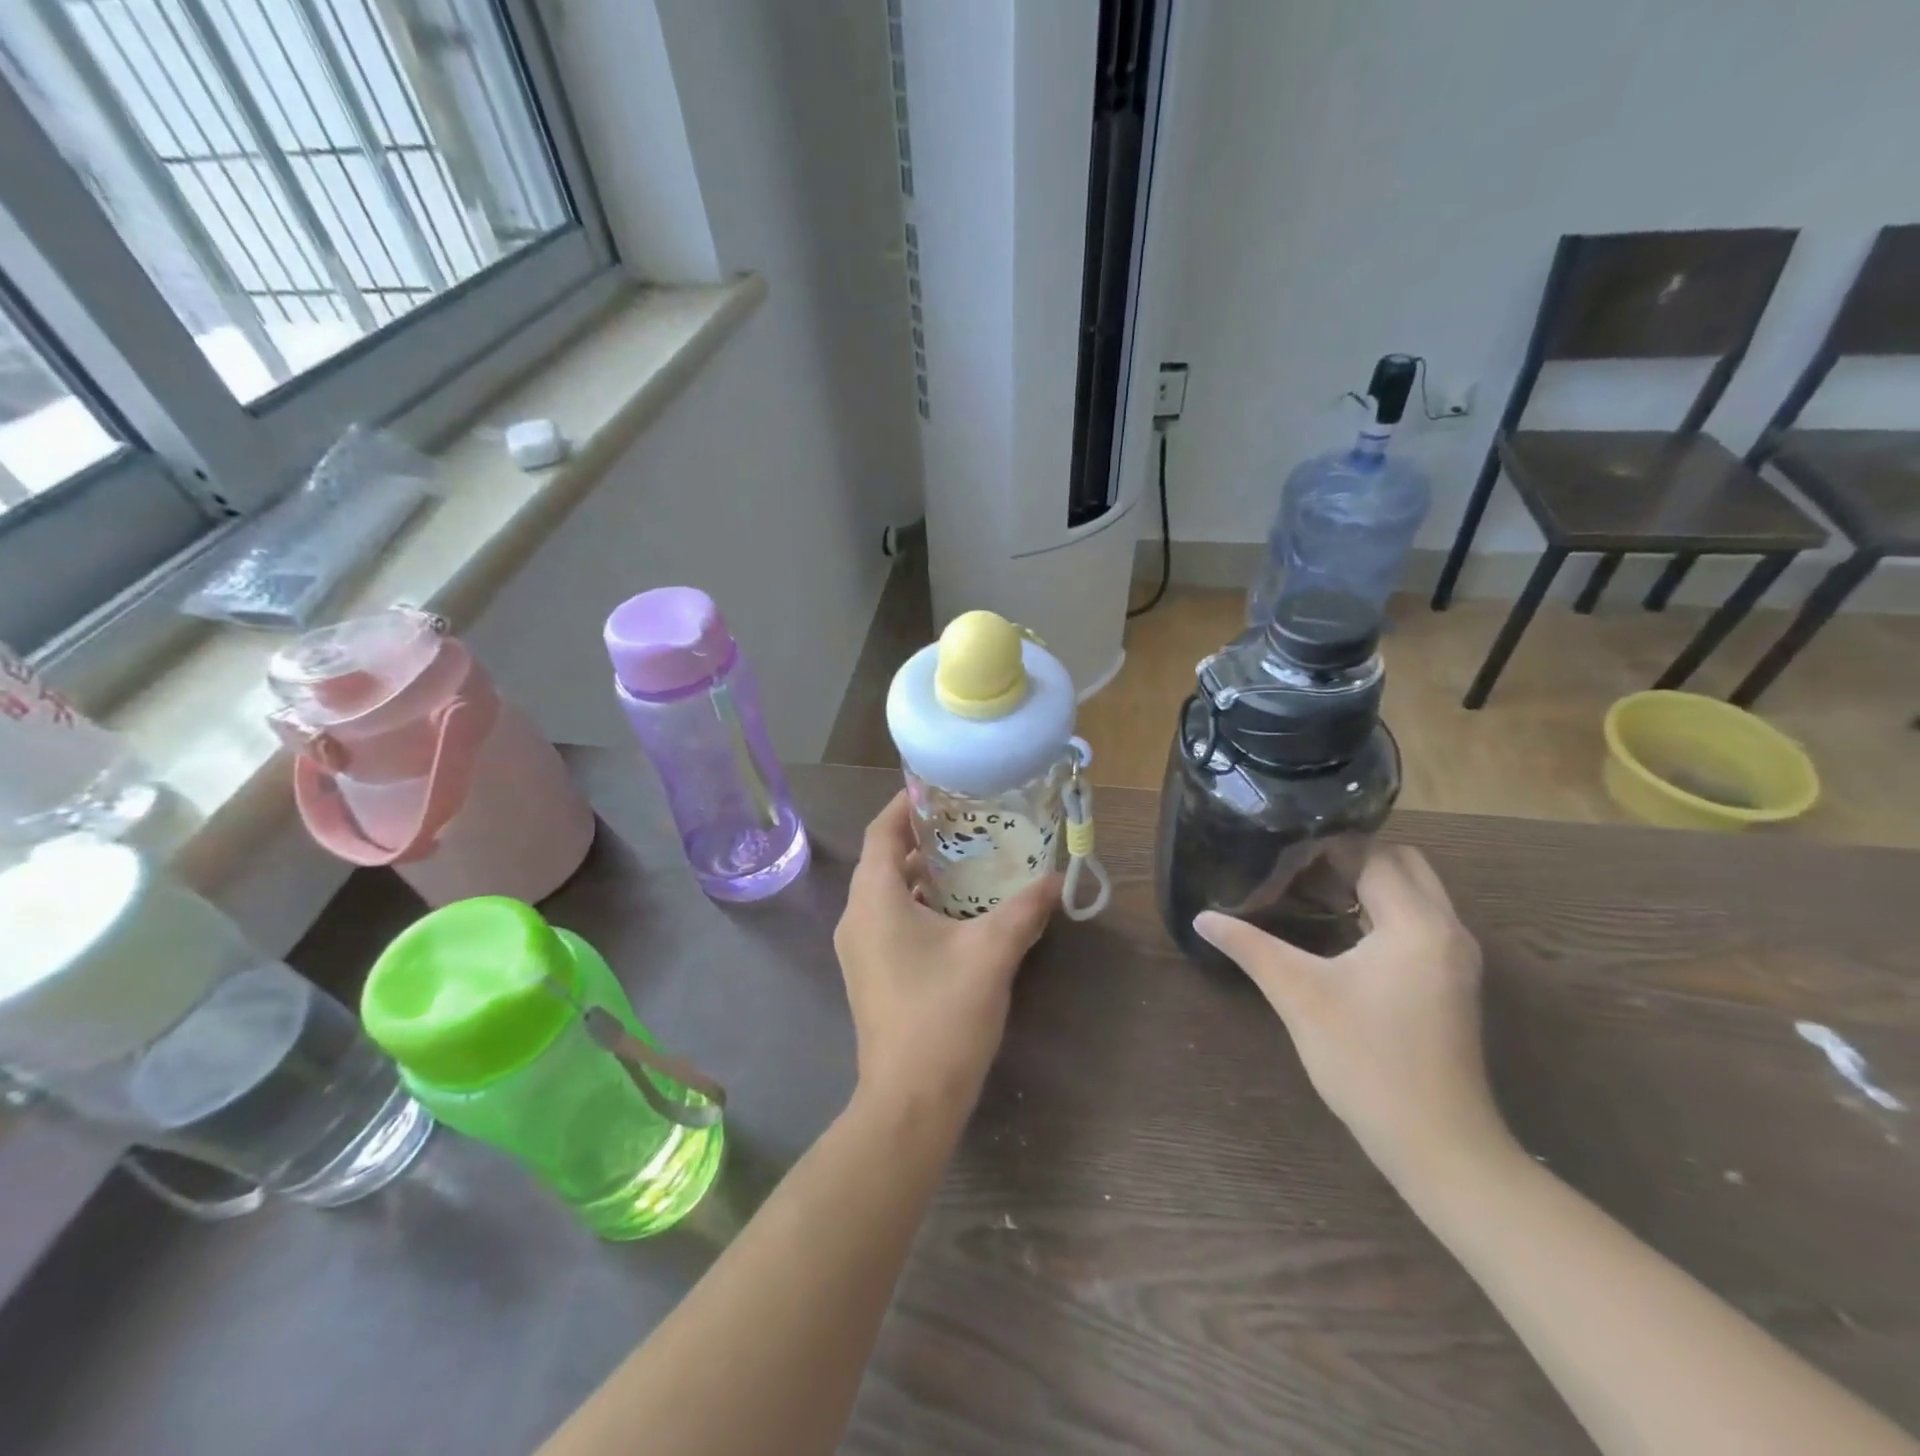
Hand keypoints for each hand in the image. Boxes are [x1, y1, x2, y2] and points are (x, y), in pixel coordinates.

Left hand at [834, 793, 1058, 1115]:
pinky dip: (918, 904)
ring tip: (970, 860)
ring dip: (922, 874)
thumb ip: (1024, 909)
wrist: (909, 1102)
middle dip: (922, 837)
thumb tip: (1057, 879)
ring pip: (887, 892)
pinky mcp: (870, 973)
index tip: (940, 788)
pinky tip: (960, 912)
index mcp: (874, 899)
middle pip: (883, 859)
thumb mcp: (992, 953)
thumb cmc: (943, 1016)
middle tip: (967, 822)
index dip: (905, 804)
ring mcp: (859, 949)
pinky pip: (889, 920)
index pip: (881, 831)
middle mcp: (856, 917)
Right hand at [1194, 845, 1510, 1185]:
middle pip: (1404, 864)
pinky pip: (1421, 922)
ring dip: (1372, 884)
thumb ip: (1250, 947)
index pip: (1374, 856)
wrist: (1438, 1144)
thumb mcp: (1298, 996)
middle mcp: (1448, 930)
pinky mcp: (1453, 982)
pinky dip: (1386, 911)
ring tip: (1312, 891)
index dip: (1328, 847)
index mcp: (1416, 924)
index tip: (1281, 850)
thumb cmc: (1366, 1061)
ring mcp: (1456, 958)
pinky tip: (1343, 931)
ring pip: (1417, 893)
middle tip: (1299, 869)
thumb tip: (1202, 916)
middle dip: (1355, 858)